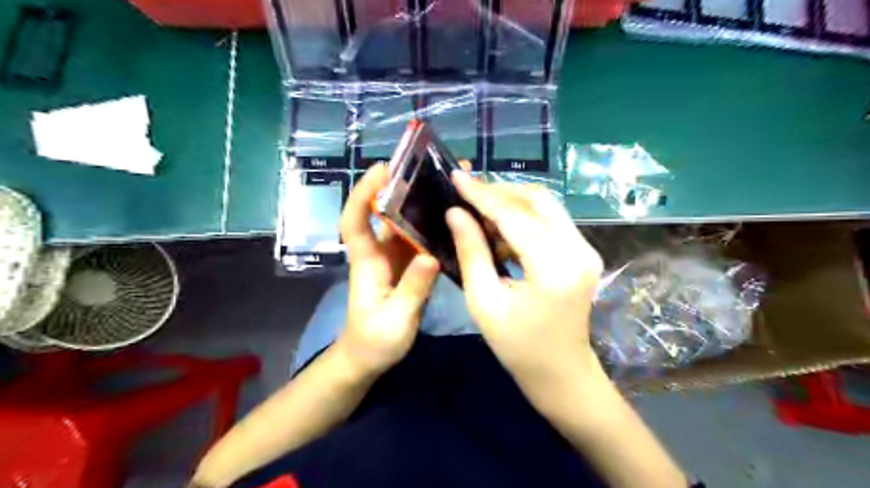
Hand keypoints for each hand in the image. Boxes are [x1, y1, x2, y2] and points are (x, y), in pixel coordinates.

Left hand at [336, 167, 439, 375]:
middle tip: (431, 165)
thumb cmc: (374, 341)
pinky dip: (435, 226)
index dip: (363, 193)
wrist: (369, 357)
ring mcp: (395, 258)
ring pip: (407, 223)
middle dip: (404, 186)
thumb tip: (430, 255)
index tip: (382, 169)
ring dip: (424, 202)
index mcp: (368, 262)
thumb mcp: (395, 319)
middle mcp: (380, 252)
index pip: (355, 221)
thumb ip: (413, 289)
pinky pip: (421, 240)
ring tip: (452, 185)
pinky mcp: (409, 266)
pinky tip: (456, 219)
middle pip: (386, 213)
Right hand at [444, 174, 602, 381]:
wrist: (561, 373)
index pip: (514, 214)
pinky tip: (498, 229)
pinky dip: (523, 218)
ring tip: (477, 210)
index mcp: (554, 266)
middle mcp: (578, 249)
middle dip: (498, 192)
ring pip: (545, 206)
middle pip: (537, 199)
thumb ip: (471, 251)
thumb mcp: (484, 301)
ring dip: (511, 203)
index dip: (482, 194)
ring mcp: (585, 249)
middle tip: (465, 193)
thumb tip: (455, 212)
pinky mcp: (582, 253)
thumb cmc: (518, 347)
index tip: (456, 176)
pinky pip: (550, 221)